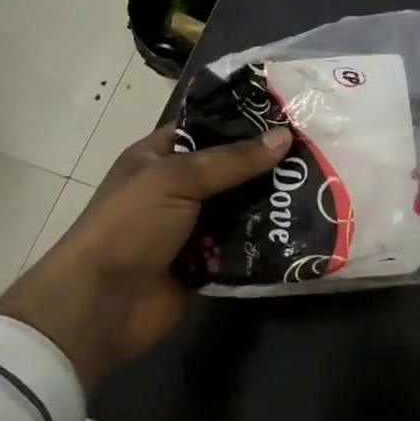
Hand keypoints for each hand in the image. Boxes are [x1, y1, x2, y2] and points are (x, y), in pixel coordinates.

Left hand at [0, 124, 291, 388]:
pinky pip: (242, 244)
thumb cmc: (129, 226)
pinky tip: (302, 226)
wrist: (99, 306)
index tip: (290, 114)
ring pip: (240, 207)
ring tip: (320, 186)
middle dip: (267, 163)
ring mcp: (191, 227)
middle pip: (230, 169)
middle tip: (316, 151)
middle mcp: (177, 188)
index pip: (207, 127)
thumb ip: (232, 160)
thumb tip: (285, 136)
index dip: (243, 121)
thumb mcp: (177, 179)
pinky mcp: (205, 263)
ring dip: (270, 202)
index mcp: (159, 156)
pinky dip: (264, 239)